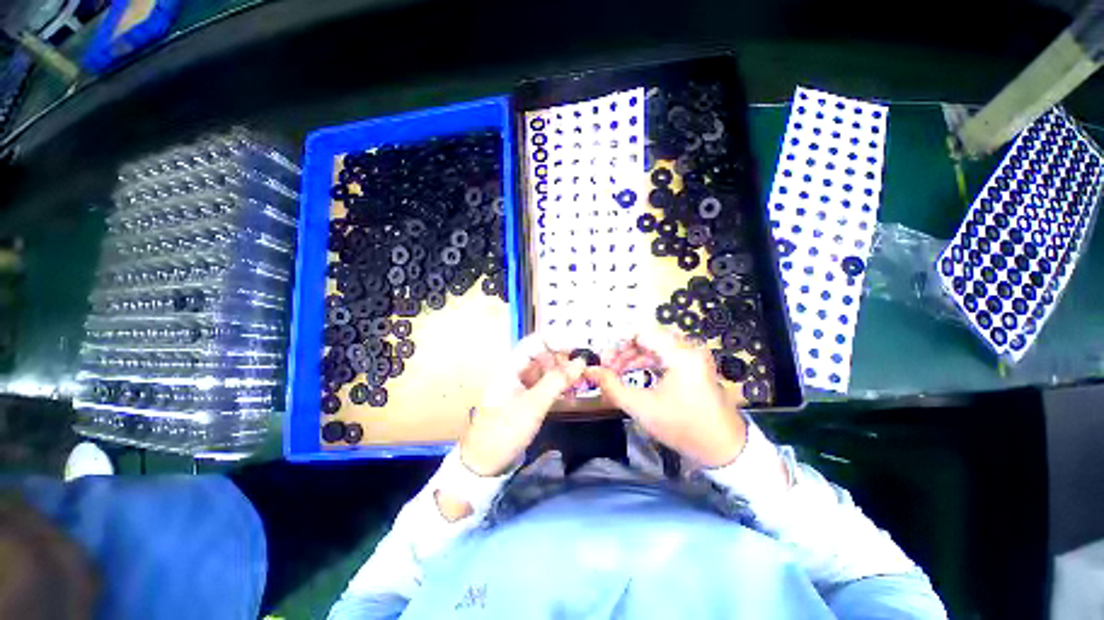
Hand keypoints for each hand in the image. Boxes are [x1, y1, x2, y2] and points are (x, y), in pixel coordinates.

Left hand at [459, 334, 586, 476]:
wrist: (484, 463)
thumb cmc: (506, 430)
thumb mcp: (534, 404)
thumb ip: (557, 380)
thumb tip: (581, 360)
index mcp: (510, 366)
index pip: (536, 342)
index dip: (557, 341)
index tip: (579, 349)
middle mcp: (514, 370)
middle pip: (541, 355)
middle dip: (562, 359)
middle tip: (582, 370)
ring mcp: (518, 384)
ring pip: (544, 370)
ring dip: (561, 373)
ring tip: (579, 381)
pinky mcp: (523, 397)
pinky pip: (542, 384)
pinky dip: (556, 386)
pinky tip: (568, 393)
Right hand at [586, 327, 746, 466]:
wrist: (724, 449)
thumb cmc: (683, 428)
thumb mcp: (642, 408)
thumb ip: (612, 386)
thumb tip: (591, 370)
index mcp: (680, 354)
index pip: (642, 331)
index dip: (619, 342)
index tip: (605, 360)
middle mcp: (688, 347)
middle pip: (647, 336)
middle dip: (624, 350)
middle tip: (608, 366)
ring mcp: (693, 355)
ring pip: (654, 344)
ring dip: (633, 355)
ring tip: (616, 371)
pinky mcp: (693, 363)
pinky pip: (663, 353)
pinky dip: (646, 360)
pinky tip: (632, 372)